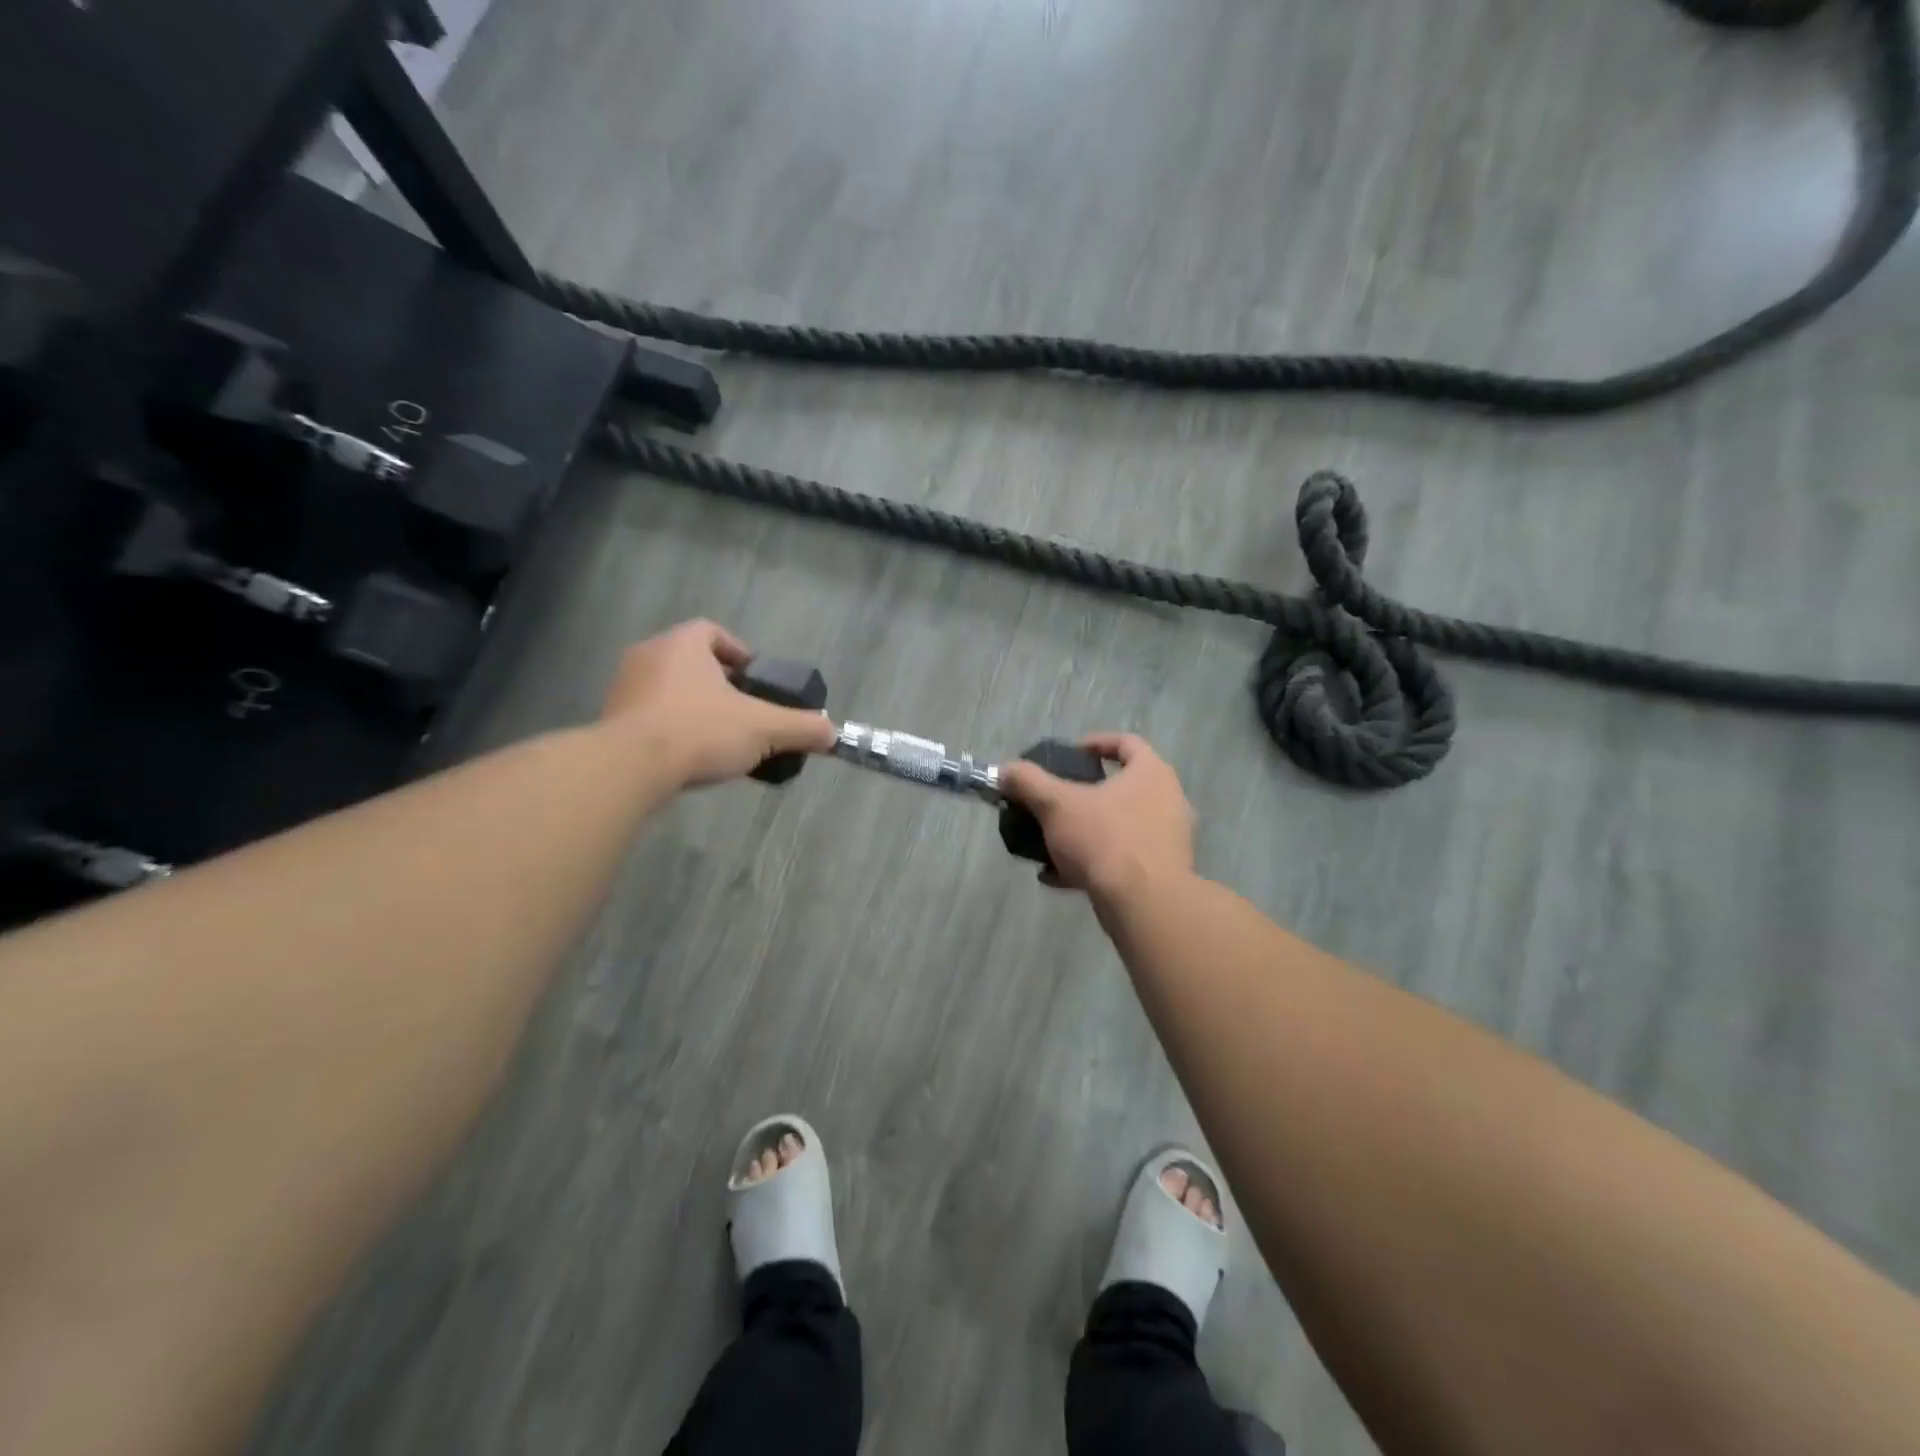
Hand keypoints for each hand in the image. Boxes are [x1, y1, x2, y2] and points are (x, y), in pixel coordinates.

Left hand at [600, 620, 835, 788]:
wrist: (630, 768)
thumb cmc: (700, 731)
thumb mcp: (764, 729)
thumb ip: (801, 728)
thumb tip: (832, 733)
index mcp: (683, 644)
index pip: (713, 632)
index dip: (739, 652)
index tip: (755, 681)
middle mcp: (648, 655)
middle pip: (691, 661)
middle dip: (718, 684)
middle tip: (742, 711)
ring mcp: (624, 688)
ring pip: (668, 689)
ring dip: (693, 706)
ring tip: (718, 737)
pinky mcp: (610, 721)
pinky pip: (648, 716)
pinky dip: (670, 729)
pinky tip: (688, 756)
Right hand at [1000, 734, 1194, 897]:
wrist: (1143, 904)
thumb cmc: (1104, 839)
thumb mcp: (1056, 805)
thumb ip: (1028, 782)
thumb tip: (1004, 770)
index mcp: (1152, 773)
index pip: (1127, 743)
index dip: (1096, 743)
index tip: (1070, 755)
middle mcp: (1168, 801)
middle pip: (1122, 787)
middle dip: (1084, 795)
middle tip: (1057, 800)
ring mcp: (1168, 839)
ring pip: (1120, 826)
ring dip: (1086, 832)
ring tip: (1052, 843)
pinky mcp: (1162, 873)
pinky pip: (1122, 859)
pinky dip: (1092, 863)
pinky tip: (1058, 877)